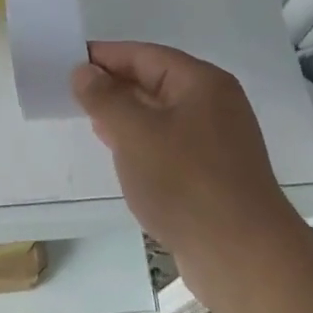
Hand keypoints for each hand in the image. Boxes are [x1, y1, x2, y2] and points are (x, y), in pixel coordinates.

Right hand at [71, 42, 287, 272]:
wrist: (242, 257)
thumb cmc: (185, 182)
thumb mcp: (134, 133)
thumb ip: (104, 98)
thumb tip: (84, 71)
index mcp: (202, 82)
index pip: (145, 55)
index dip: (106, 55)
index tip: (69, 59)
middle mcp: (214, 104)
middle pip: (155, 81)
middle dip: (114, 85)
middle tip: (72, 91)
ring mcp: (217, 141)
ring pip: (161, 115)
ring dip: (126, 115)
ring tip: (89, 118)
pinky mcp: (213, 174)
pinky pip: (169, 144)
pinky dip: (142, 142)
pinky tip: (120, 152)